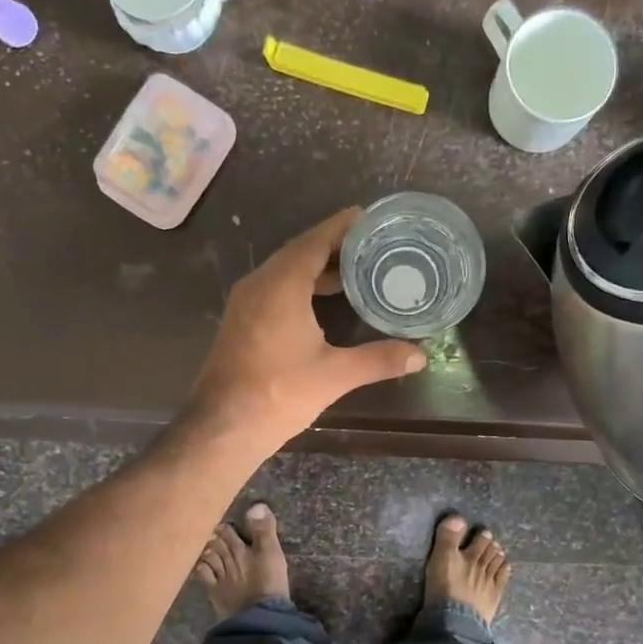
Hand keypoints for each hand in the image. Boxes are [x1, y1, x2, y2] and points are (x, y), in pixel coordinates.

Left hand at [188, 208, 426, 450]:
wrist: (222, 426)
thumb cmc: (279, 393)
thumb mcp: (335, 375)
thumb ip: (379, 360)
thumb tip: (420, 356)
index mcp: (282, 285)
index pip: (315, 241)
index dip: (342, 227)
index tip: (368, 217)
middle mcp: (260, 283)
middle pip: (300, 251)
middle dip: (334, 245)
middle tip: (371, 244)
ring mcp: (246, 301)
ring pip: (285, 270)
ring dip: (317, 266)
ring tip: (355, 270)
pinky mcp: (241, 320)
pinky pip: (275, 287)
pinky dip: (301, 284)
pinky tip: (322, 300)